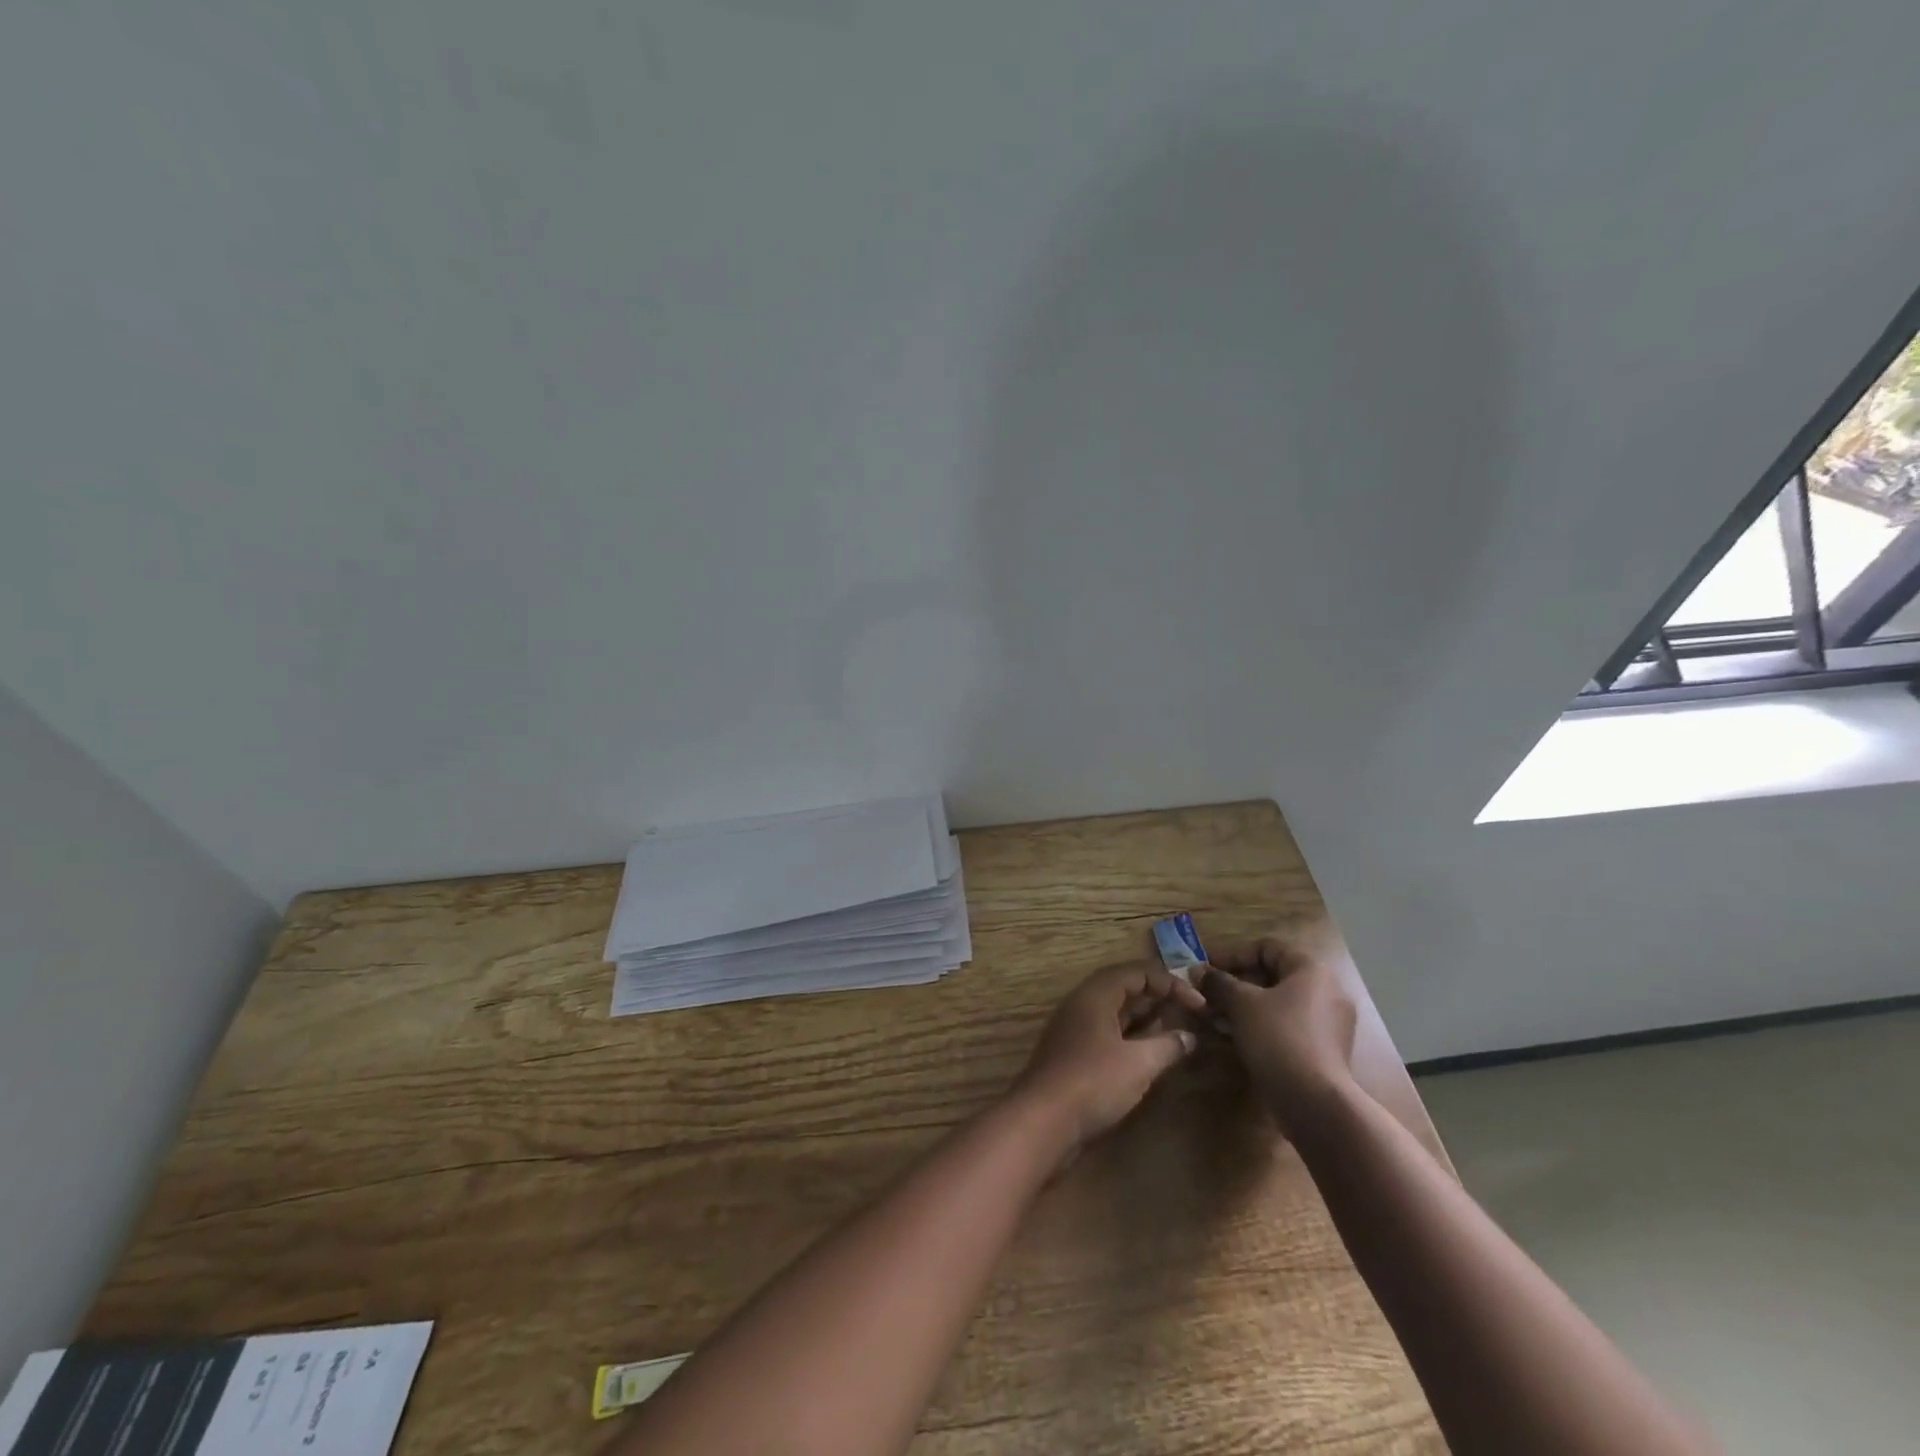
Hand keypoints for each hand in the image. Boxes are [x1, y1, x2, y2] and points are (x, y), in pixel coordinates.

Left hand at [1013, 961, 1205, 1151]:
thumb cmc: (1093, 1081)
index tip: (1199, 1004)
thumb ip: (1168, 1045)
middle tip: (1190, 1012)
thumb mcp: (1139, 1063)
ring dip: (1146, 1017)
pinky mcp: (1074, 1052)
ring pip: (1116, 1011)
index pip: (1137, 972)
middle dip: (1159, 997)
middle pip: (1125, 987)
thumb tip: (1190, 1036)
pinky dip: (1132, 1035)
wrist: (1043, 1120)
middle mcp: (1083, 1003)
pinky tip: (1150, 1052)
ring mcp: (1075, 1028)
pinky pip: (1108, 1031)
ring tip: (1177, 1029)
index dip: (1170, 983)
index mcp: (1096, 993)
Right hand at [1194, 936, 1358, 1138]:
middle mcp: (1327, 992)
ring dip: (1244, 1007)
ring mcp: (1329, 1024)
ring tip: (1215, 1017)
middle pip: (1272, 976)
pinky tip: (1234, 1039)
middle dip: (1235, 983)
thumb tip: (1197, 971)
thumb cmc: (1278, 1038)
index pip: (1267, 948)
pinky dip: (1260, 1026)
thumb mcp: (1241, 1003)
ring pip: (1278, 1004)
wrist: (1315, 1102)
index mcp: (1312, 971)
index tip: (1207, 968)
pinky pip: (1287, 1026)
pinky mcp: (1324, 1051)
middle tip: (1207, 994)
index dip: (1233, 954)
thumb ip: (1218, 982)